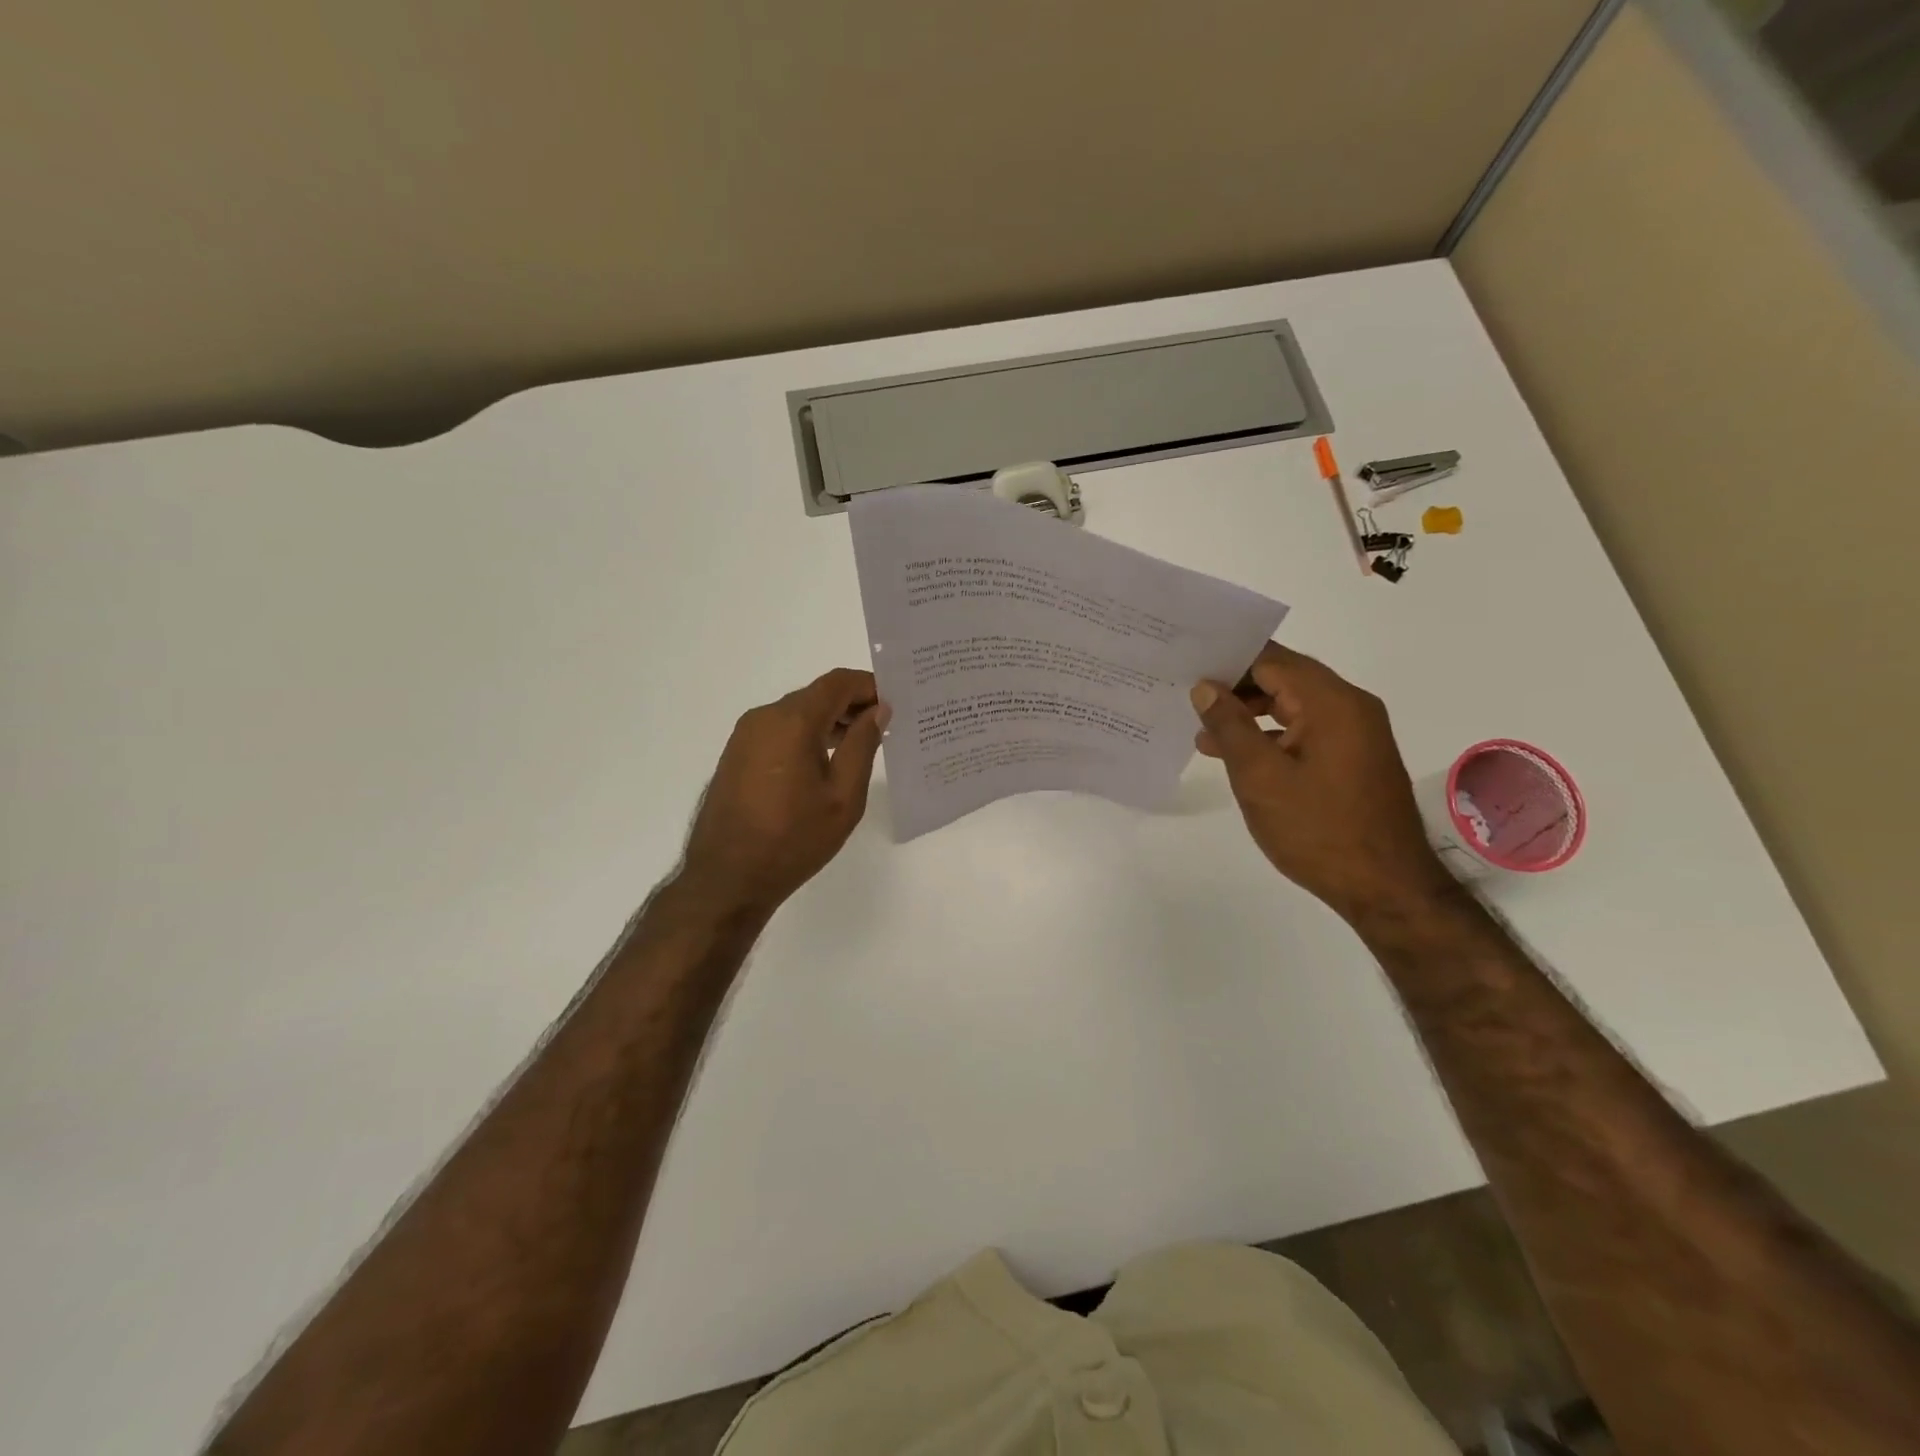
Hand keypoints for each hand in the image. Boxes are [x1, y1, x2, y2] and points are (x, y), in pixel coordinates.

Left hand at [679, 668, 889, 916]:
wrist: (728, 878)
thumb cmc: (794, 839)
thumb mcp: (843, 796)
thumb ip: (863, 745)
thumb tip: (877, 710)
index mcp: (792, 721)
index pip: (837, 683)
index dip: (869, 685)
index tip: (895, 701)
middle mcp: (764, 717)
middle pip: (816, 695)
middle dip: (851, 704)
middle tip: (884, 726)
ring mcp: (745, 736)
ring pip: (796, 713)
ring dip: (829, 721)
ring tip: (860, 745)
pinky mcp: (736, 755)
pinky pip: (779, 731)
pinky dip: (806, 735)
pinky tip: (824, 762)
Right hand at [1191, 642, 1455, 922]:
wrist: (1385, 887)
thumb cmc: (1318, 829)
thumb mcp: (1260, 776)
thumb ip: (1229, 726)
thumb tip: (1205, 687)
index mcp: (1331, 702)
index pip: (1271, 660)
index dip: (1228, 660)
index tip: (1187, 668)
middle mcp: (1350, 707)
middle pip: (1284, 679)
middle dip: (1235, 687)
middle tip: (1187, 698)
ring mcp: (1356, 734)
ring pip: (1293, 706)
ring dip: (1250, 715)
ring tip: (1203, 734)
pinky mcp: (1354, 759)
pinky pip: (1306, 731)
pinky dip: (1271, 737)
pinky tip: (1239, 757)